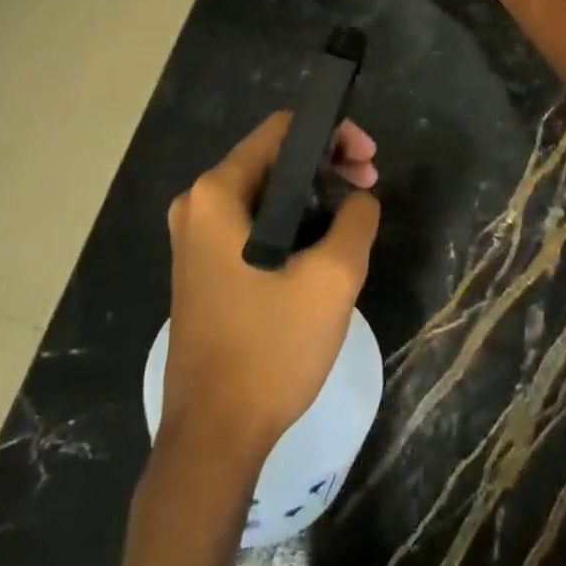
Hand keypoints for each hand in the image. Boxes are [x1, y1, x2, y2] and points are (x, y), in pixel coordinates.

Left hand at [161, 113, 380, 460]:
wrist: (215, 435)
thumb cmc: (270, 348)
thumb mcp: (333, 277)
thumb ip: (357, 218)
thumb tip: (359, 198)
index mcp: (217, 194)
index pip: (281, 130)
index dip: (332, 134)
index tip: (369, 161)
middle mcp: (197, 206)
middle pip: (273, 159)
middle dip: (327, 166)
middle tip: (370, 189)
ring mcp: (196, 240)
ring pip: (266, 194)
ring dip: (314, 197)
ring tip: (354, 221)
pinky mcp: (203, 269)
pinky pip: (254, 225)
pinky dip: (292, 223)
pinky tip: (324, 248)